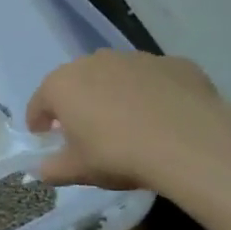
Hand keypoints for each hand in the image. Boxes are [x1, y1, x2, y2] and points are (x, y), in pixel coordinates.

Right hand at [26, 50, 230, 190]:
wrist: (192, 143)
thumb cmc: (119, 154)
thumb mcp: (78, 171)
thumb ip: (53, 169)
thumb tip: (42, 169)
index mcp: (61, 85)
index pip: (39, 103)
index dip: (38, 122)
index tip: (45, 138)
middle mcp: (94, 62)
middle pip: (77, 83)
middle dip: (77, 104)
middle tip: (87, 131)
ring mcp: (136, 59)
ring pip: (116, 76)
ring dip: (115, 95)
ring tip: (129, 123)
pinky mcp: (174, 63)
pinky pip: (154, 79)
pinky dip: (153, 93)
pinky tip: (164, 118)